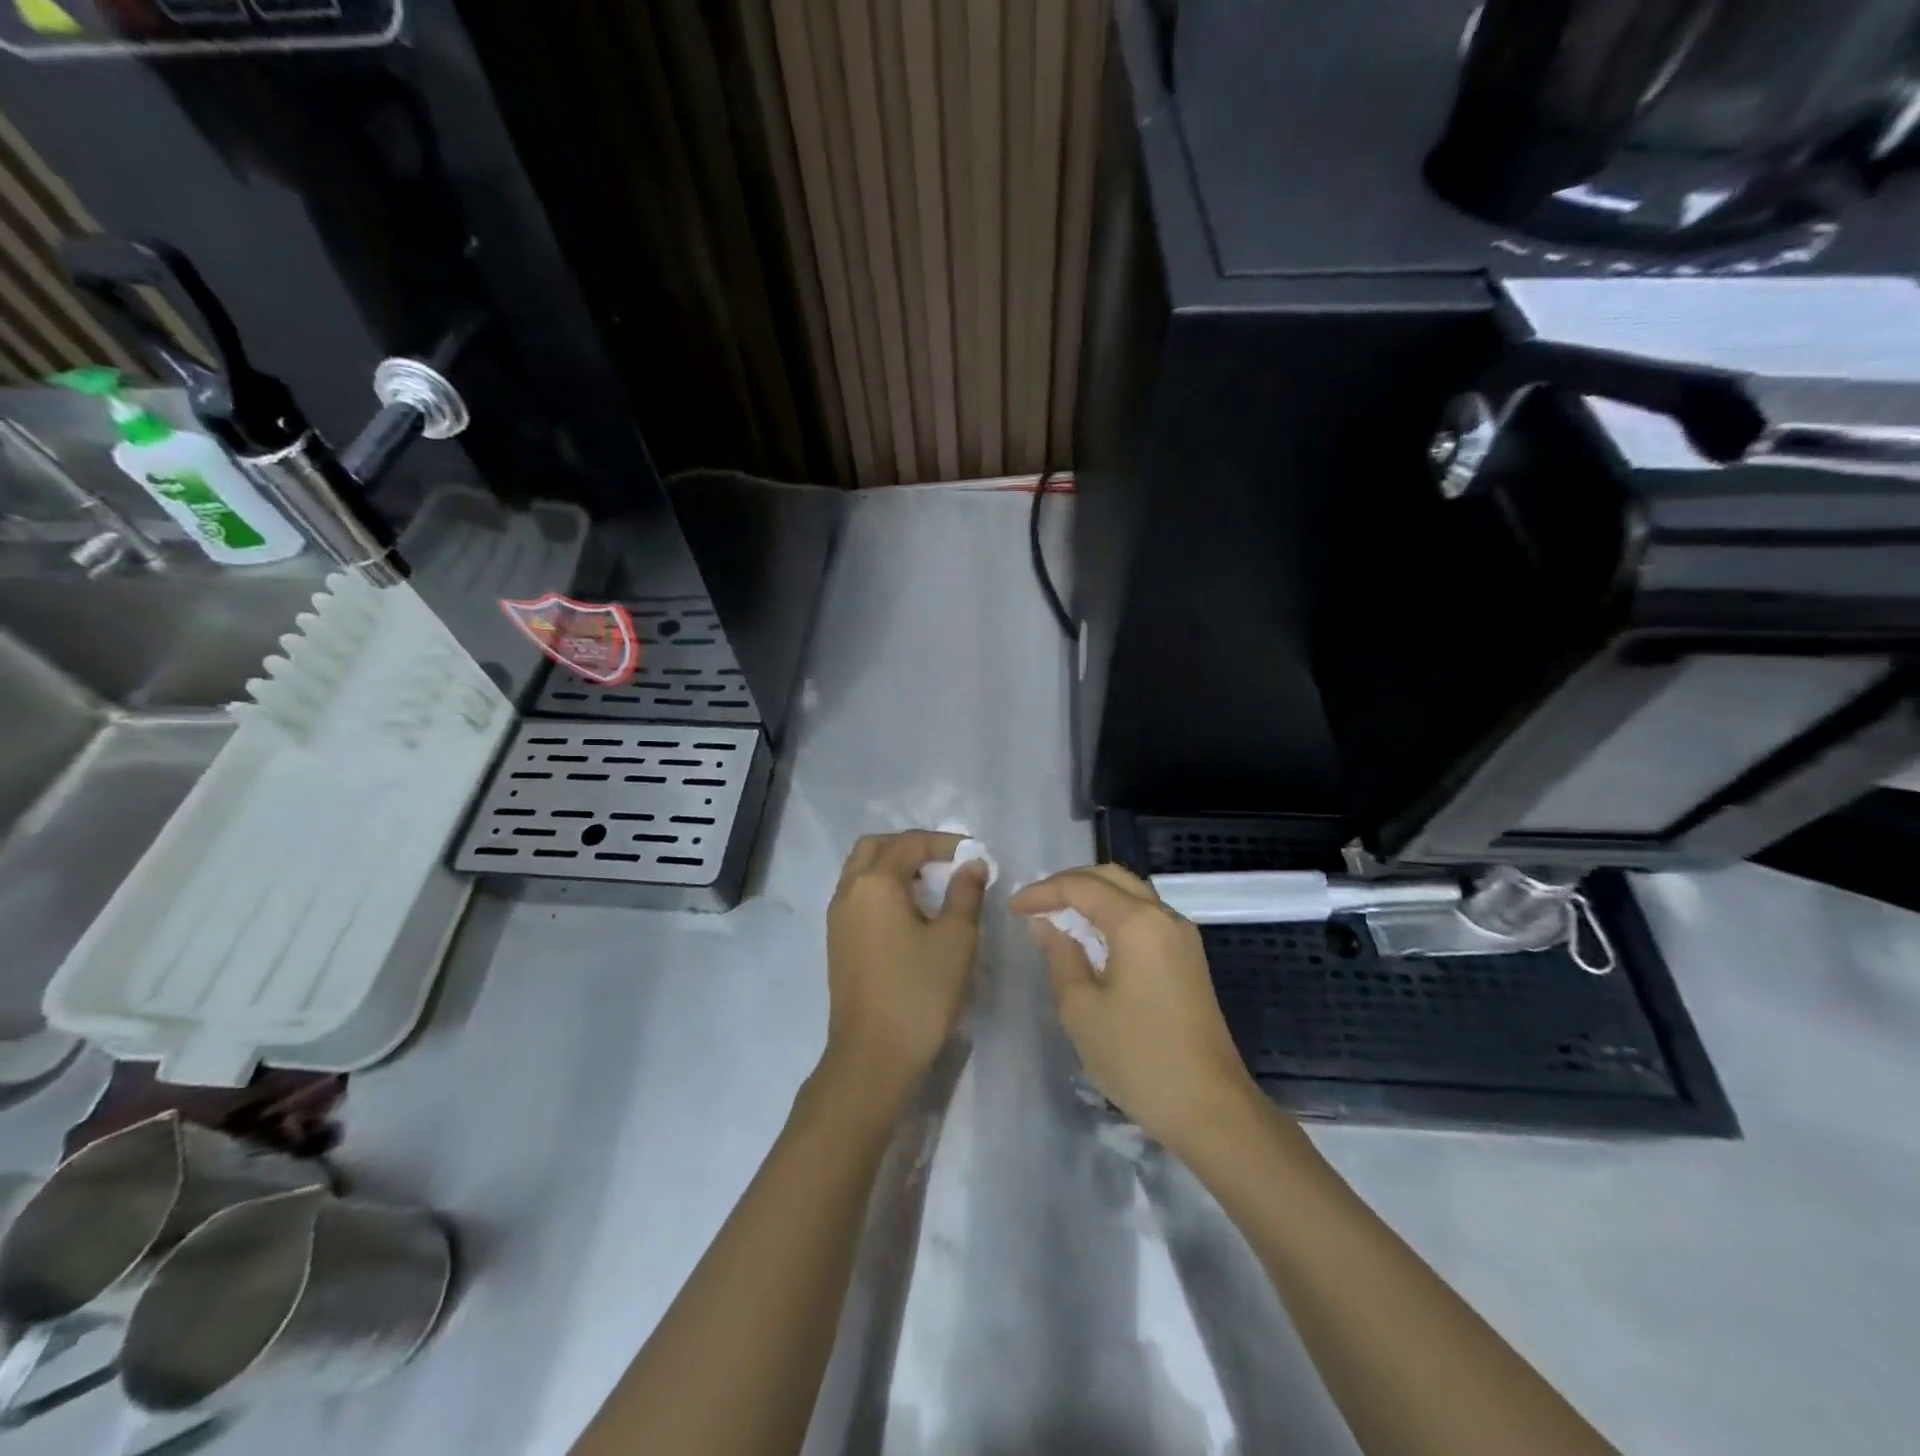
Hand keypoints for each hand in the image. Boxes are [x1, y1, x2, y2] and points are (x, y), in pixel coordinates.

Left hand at [820, 830, 988, 1110]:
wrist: (873, 1055)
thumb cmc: (919, 992)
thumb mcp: (955, 939)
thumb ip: (965, 893)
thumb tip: (972, 863)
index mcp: (875, 883)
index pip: (909, 843)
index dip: (943, 842)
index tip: (973, 853)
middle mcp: (848, 892)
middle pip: (874, 847)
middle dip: (909, 846)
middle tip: (943, 861)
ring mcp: (837, 918)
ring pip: (861, 871)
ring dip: (893, 867)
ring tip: (930, 886)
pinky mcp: (837, 942)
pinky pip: (857, 896)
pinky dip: (881, 889)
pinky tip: (909, 914)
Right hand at [1010, 864, 1261, 1149]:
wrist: (1209, 1108)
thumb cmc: (1137, 1058)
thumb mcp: (1082, 1009)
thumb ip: (1060, 956)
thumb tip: (1045, 924)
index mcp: (1138, 923)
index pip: (1082, 887)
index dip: (1043, 891)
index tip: (1012, 908)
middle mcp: (1164, 917)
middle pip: (1112, 877)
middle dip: (1069, 883)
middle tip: (1035, 903)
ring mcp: (1182, 938)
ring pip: (1132, 894)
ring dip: (1094, 896)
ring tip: (1058, 916)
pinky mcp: (1188, 959)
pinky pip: (1146, 917)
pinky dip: (1114, 915)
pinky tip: (1093, 939)